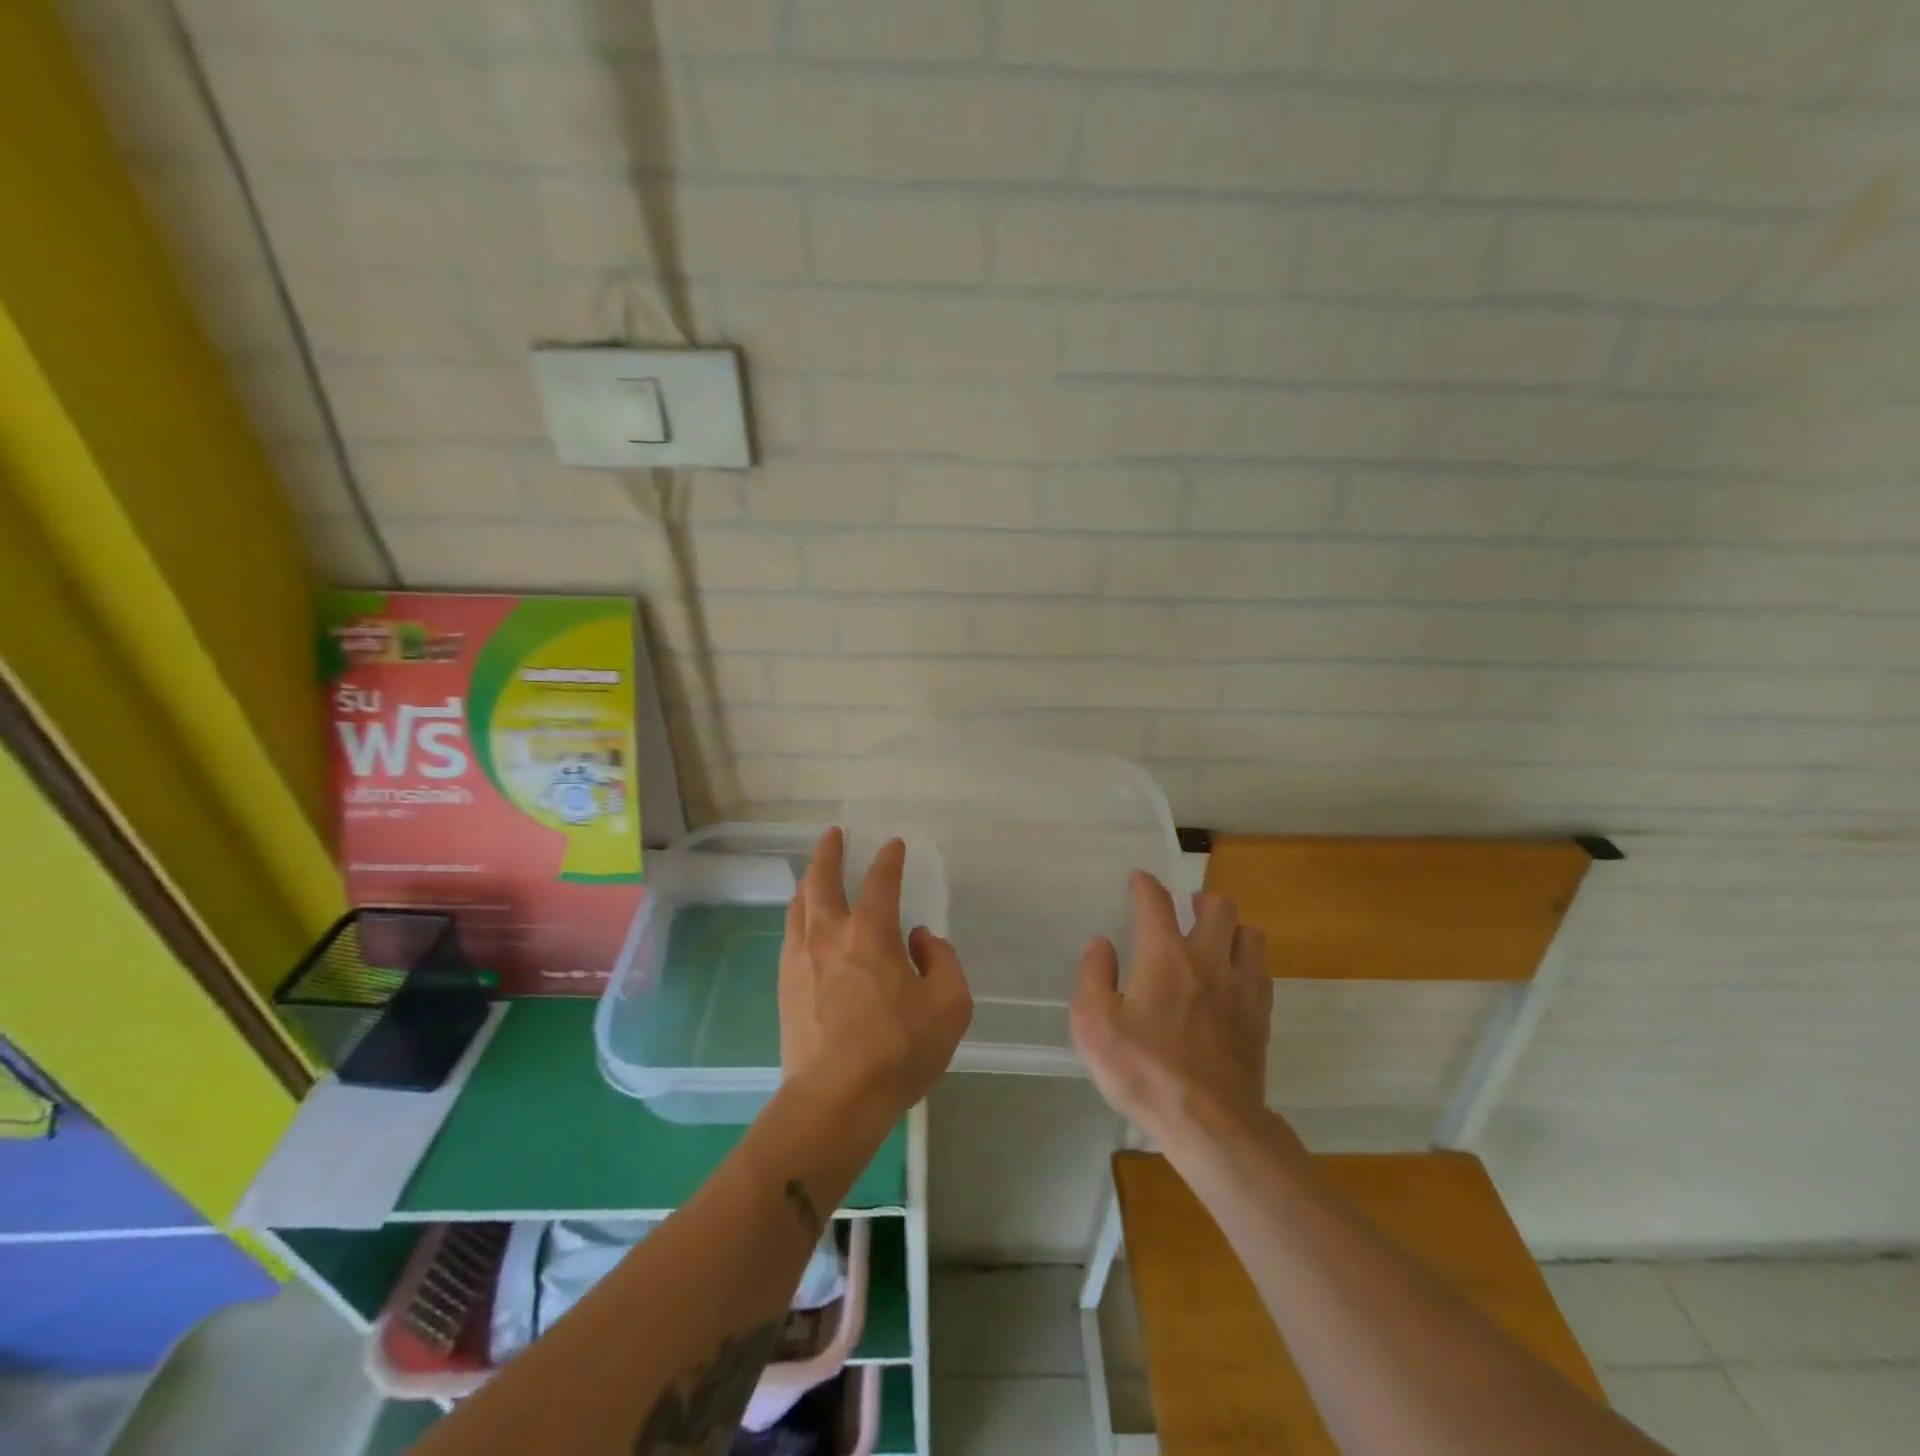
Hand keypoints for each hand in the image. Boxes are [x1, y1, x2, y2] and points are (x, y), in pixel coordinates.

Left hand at [779, 828, 972, 1121]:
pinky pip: (790, 934)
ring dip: (808, 881)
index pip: (881, 881)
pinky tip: (804, 923)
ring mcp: (801, 959)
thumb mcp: (949, 1006)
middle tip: (833, 836)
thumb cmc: (897, 1051)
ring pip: (799, 905)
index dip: (889, 859)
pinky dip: (799, 915)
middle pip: (821, 880)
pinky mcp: (785, 986)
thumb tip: (920, 939)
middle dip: (828, 853)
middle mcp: (830, 935)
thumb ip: (943, 962)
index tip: (893, 845)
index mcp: (871, 934)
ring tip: (814, 874)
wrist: (833, 1101)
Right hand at [1071, 872, 1273, 1142]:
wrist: (1212, 1122)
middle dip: (1200, 900)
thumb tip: (1101, 944)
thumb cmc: (1144, 1070)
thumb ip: (1093, 976)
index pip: (1156, 902)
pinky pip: (1262, 970)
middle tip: (1186, 911)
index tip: (1139, 880)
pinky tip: (1234, 979)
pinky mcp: (1262, 1016)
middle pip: (1218, 906)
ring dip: (1232, 929)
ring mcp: (1241, 986)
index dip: (1146, 885)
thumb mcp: (1094, 1025)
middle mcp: (1208, 958)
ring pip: (1250, 934)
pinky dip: (1248, 963)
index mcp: (1165, 955)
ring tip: (1216, 940)